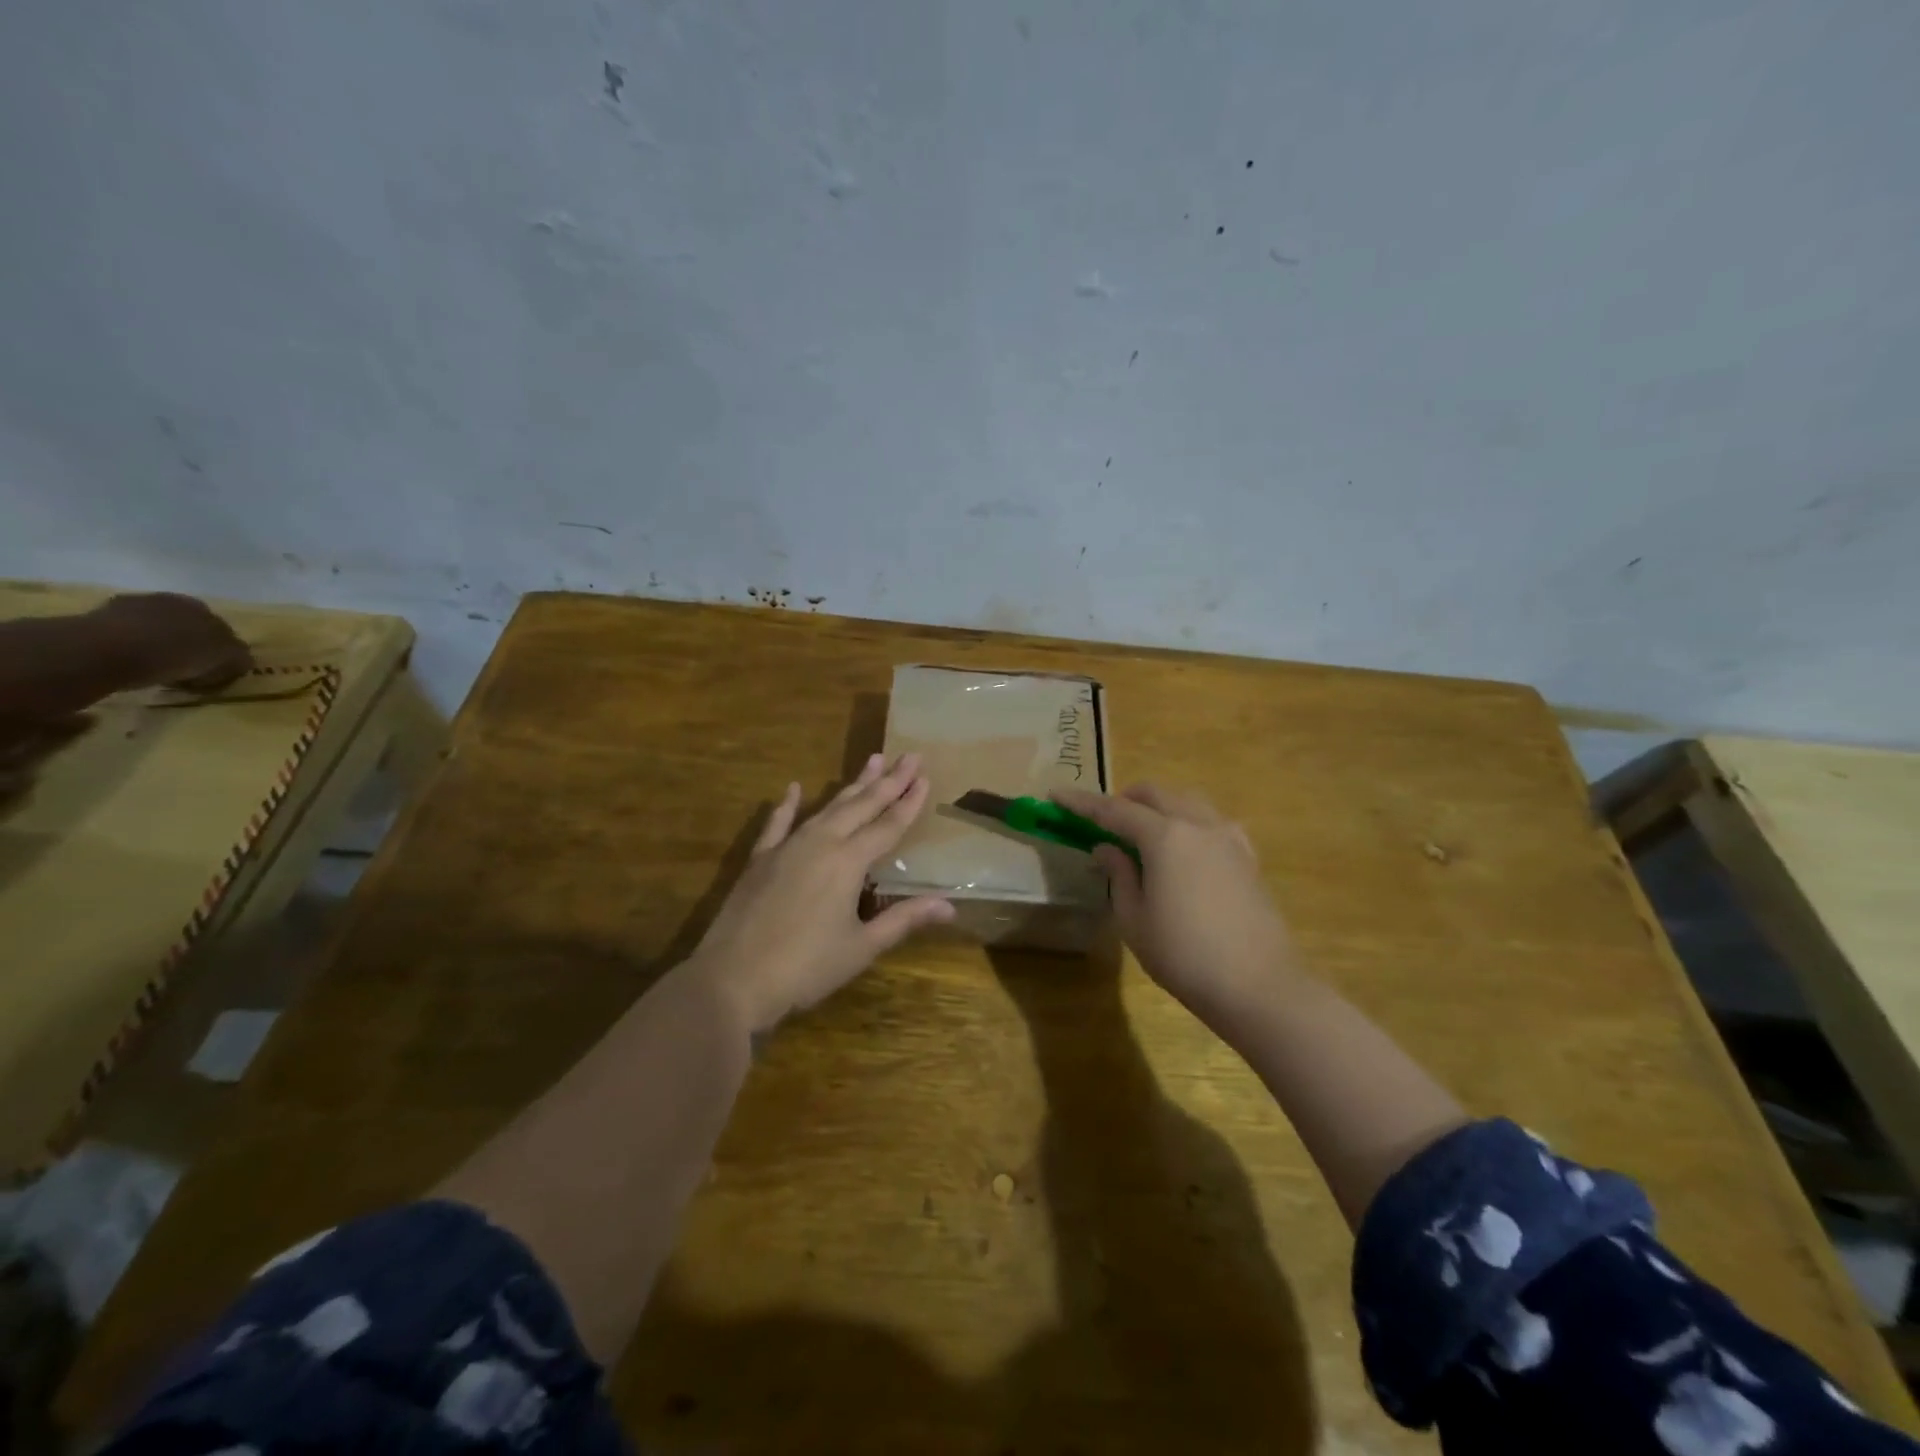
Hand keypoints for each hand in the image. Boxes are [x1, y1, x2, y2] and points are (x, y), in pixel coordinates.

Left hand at [90, 593, 251, 690]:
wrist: (108, 649)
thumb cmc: (177, 654)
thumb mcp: (227, 660)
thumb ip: (239, 657)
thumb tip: (242, 660)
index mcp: (203, 608)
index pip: (221, 628)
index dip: (222, 649)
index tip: (216, 668)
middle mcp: (170, 601)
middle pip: (187, 625)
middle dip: (190, 642)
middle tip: (189, 668)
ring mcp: (131, 607)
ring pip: (155, 628)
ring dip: (159, 643)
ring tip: (157, 668)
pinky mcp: (98, 618)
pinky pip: (124, 635)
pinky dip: (130, 647)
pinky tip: (130, 663)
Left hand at [689, 753, 955, 1034]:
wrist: (733, 979)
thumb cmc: (806, 967)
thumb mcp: (862, 947)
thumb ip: (904, 919)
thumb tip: (949, 905)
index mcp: (849, 861)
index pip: (888, 825)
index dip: (909, 801)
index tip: (925, 776)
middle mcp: (821, 842)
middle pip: (862, 805)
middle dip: (888, 780)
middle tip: (910, 756)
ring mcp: (788, 847)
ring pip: (827, 807)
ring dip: (852, 785)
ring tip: (872, 761)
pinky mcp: (761, 859)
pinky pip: (778, 823)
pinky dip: (787, 805)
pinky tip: (792, 787)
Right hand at [1054, 783, 1303, 1036]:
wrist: (1258, 986)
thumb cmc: (1184, 956)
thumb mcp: (1135, 920)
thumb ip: (1119, 876)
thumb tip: (1106, 848)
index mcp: (1165, 837)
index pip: (1114, 810)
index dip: (1082, 803)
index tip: (1056, 795)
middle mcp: (1198, 825)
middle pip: (1155, 795)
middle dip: (1123, 799)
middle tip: (1101, 820)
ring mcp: (1228, 838)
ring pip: (1187, 801)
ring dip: (1158, 806)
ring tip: (1141, 832)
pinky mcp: (1247, 857)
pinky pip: (1213, 822)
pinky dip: (1189, 822)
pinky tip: (1185, 848)